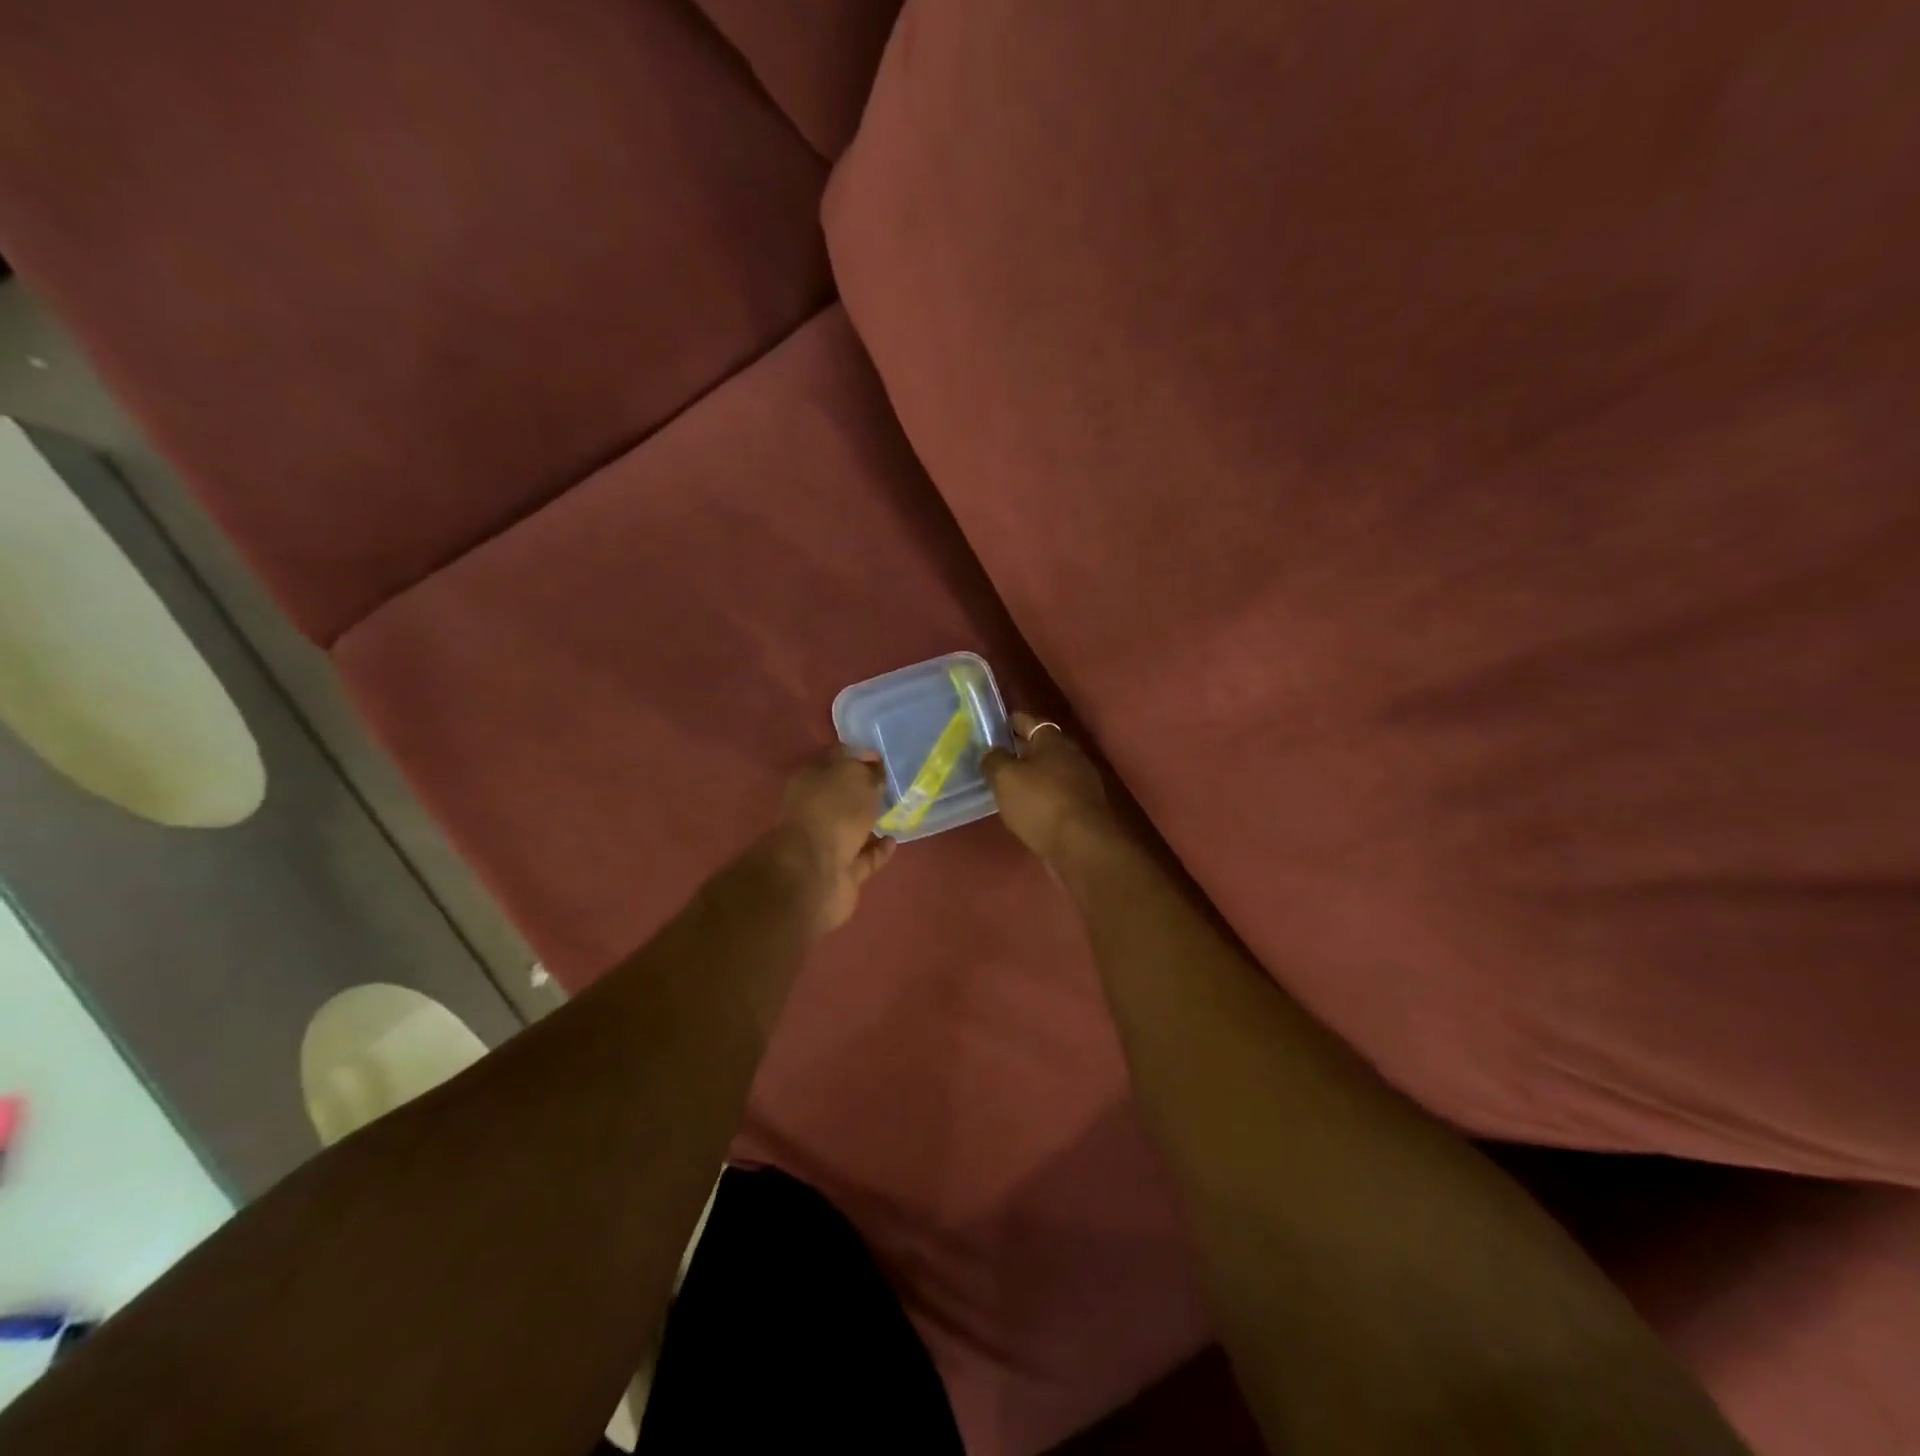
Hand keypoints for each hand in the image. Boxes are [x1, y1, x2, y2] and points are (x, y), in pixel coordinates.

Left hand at [772, 748, 896, 933]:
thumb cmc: (833, 813)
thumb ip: (867, 771)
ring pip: (852, 827)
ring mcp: (825, 842)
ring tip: (898, 813)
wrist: (815, 873)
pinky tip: (894, 840)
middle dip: (865, 791)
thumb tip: (874, 770)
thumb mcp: (854, 777)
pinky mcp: (840, 871)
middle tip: (894, 786)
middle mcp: (814, 808)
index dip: (860, 756)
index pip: (838, 759)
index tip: (884, 758)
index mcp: (812, 779)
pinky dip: (877, 850)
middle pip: (843, 795)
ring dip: (871, 822)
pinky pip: (863, 857)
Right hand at [981, 712, 1120, 863]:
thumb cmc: (1041, 803)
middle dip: (1019, 751)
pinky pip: (1056, 795)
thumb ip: (994, 760)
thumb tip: (992, 752)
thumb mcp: (1005, 778)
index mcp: (1052, 739)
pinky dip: (1041, 798)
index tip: (991, 728)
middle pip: (1041, 747)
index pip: (1027, 721)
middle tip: (995, 759)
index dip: (1008, 722)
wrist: (1082, 846)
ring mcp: (1080, 782)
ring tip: (1006, 786)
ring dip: (1031, 777)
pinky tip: (1026, 809)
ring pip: (1049, 772)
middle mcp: (1071, 755)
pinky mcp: (1083, 808)